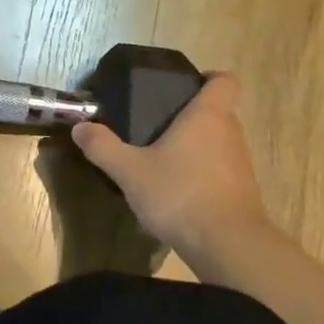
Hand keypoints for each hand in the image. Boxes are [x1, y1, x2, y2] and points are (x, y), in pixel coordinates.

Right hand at [71, 73, 268, 255]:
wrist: (228, 247)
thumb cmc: (181, 194)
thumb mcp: (130, 171)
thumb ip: (103, 147)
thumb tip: (80, 127)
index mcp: (208, 115)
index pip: (225, 80)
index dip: (209, 77)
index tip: (185, 85)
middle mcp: (230, 133)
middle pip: (219, 111)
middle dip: (192, 115)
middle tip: (158, 124)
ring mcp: (241, 164)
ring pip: (220, 142)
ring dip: (198, 147)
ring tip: (165, 159)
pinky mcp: (244, 192)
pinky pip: (222, 171)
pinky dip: (204, 174)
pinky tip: (179, 191)